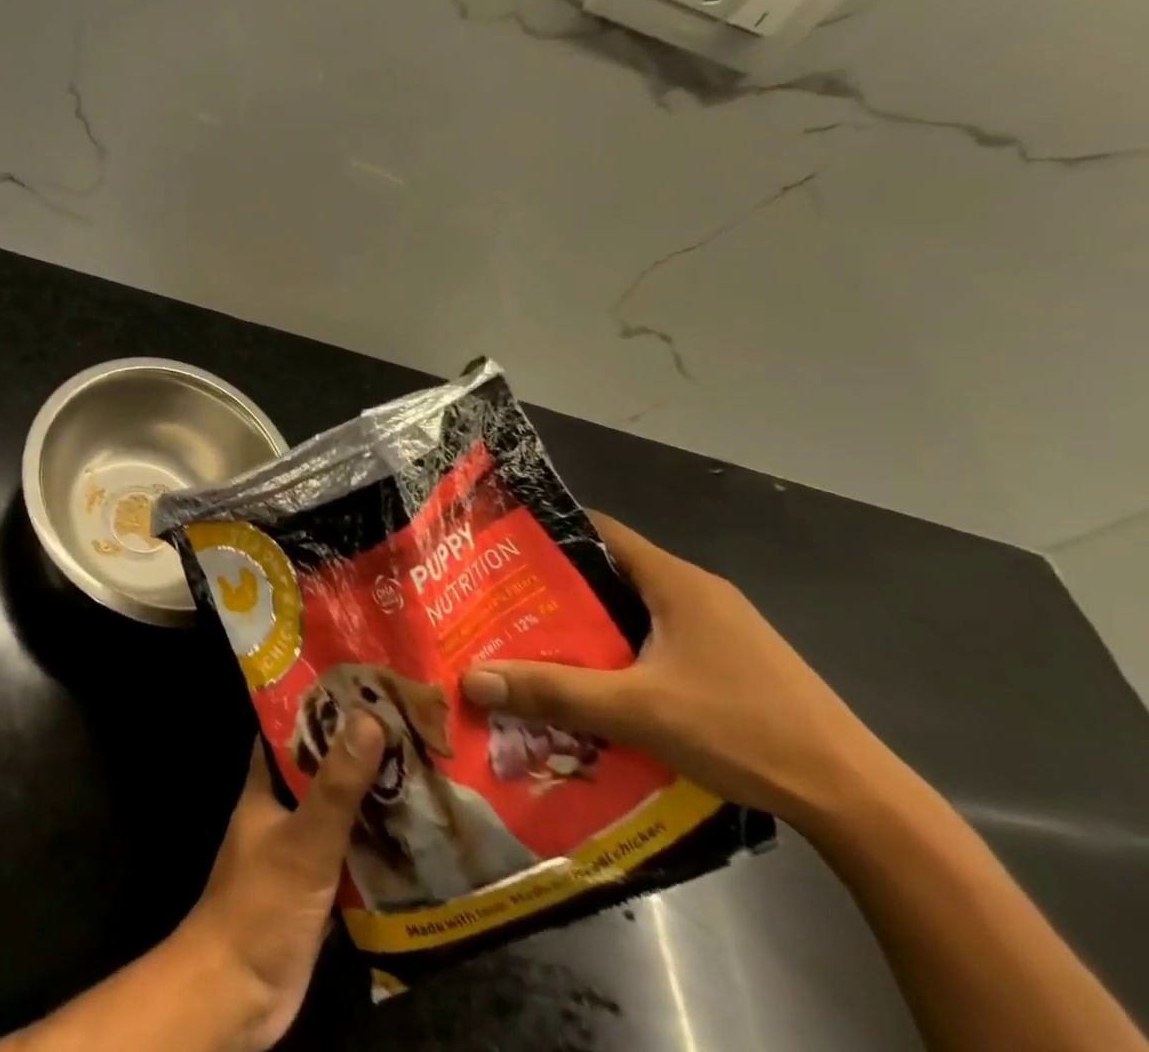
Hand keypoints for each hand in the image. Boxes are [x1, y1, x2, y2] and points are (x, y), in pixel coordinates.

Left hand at [172, 714, 383, 1051]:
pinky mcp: (317, 886)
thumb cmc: (261, 903)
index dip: (324, 704)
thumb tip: (368, 717)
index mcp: (266, 782)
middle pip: (324, 765)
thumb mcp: (303, 839)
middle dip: (360, 750)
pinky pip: (352, 852)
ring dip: (374, 796)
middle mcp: (282, 806)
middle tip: (410, 727)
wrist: (238, 993)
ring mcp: (299, 846)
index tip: (366, 685)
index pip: (293, 726)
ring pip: (341, 808)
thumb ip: (336, 784)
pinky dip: (378, 842)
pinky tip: (416, 834)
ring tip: (424, 770)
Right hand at [460, 512, 893, 833]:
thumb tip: (472, 678)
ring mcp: (722, 629)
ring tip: (541, 647)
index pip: (599, 530)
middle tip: (509, 608)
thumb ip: (554, 692)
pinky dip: (625, 653)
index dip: (549, 534)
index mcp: (676, 581)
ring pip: (637, 611)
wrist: (858, 801)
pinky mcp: (735, 665)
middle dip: (560, 590)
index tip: (503, 552)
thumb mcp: (637, 710)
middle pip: (612, 573)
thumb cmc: (742, 730)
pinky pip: (661, 641)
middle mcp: (698, 593)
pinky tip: (603, 687)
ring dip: (593, 627)